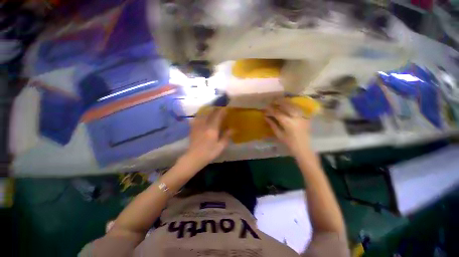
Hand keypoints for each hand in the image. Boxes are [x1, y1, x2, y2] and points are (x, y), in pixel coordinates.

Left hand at [184, 108, 231, 167]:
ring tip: (212, 111)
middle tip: (220, 108)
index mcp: (212, 129)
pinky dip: (201, 115)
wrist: (194, 158)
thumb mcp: (220, 147)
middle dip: (216, 109)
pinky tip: (203, 116)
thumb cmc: (209, 153)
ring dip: (209, 111)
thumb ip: (226, 136)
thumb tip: (233, 129)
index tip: (226, 108)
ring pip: (203, 114)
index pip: (218, 116)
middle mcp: (204, 125)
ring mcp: (197, 126)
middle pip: (210, 113)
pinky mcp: (193, 128)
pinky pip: (197, 118)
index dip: (222, 111)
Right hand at [264, 99, 311, 155]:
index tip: (265, 108)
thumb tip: (266, 117)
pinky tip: (287, 105)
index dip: (270, 110)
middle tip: (271, 102)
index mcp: (288, 122)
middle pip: (286, 105)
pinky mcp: (305, 117)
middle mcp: (295, 117)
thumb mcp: (279, 134)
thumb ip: (272, 124)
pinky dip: (291, 105)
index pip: (277, 113)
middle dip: (278, 102)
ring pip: (293, 105)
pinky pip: (297, 108)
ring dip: (285, 102)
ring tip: (278, 101)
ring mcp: (301, 116)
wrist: (304, 148)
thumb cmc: (289, 143)